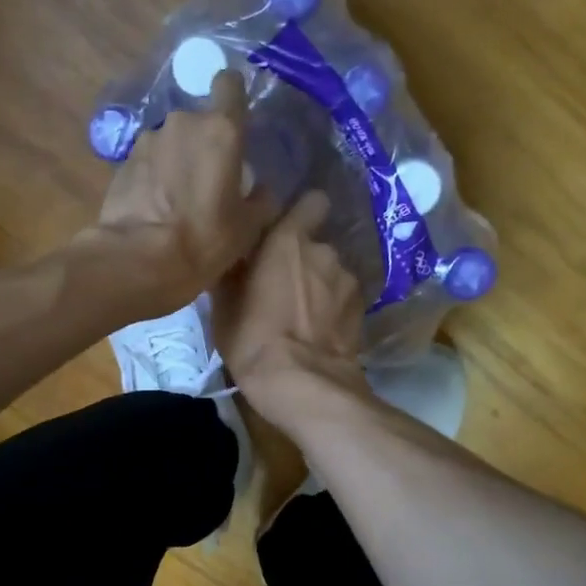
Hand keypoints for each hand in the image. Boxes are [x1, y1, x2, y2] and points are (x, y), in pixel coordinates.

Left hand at [86, 70, 274, 313]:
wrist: (139, 260)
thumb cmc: (204, 240)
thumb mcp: (249, 227)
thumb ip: (261, 200)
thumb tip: (262, 190)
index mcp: (221, 130)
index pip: (229, 84)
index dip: (233, 97)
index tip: (236, 120)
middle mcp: (182, 123)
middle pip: (199, 121)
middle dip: (204, 143)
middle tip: (209, 180)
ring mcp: (148, 140)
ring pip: (171, 142)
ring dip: (176, 161)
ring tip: (178, 200)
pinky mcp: (122, 162)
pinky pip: (148, 162)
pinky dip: (153, 178)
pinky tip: (155, 209)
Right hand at [215, 190, 369, 429]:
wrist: (303, 384)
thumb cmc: (253, 339)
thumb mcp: (223, 306)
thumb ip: (231, 270)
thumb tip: (231, 252)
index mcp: (288, 239)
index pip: (311, 202)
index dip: (300, 215)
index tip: (283, 233)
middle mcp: (324, 250)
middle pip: (315, 245)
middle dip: (302, 260)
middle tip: (282, 287)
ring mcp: (348, 281)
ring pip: (331, 274)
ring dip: (319, 286)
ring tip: (302, 316)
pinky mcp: (361, 311)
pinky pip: (342, 300)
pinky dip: (333, 310)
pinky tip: (319, 332)